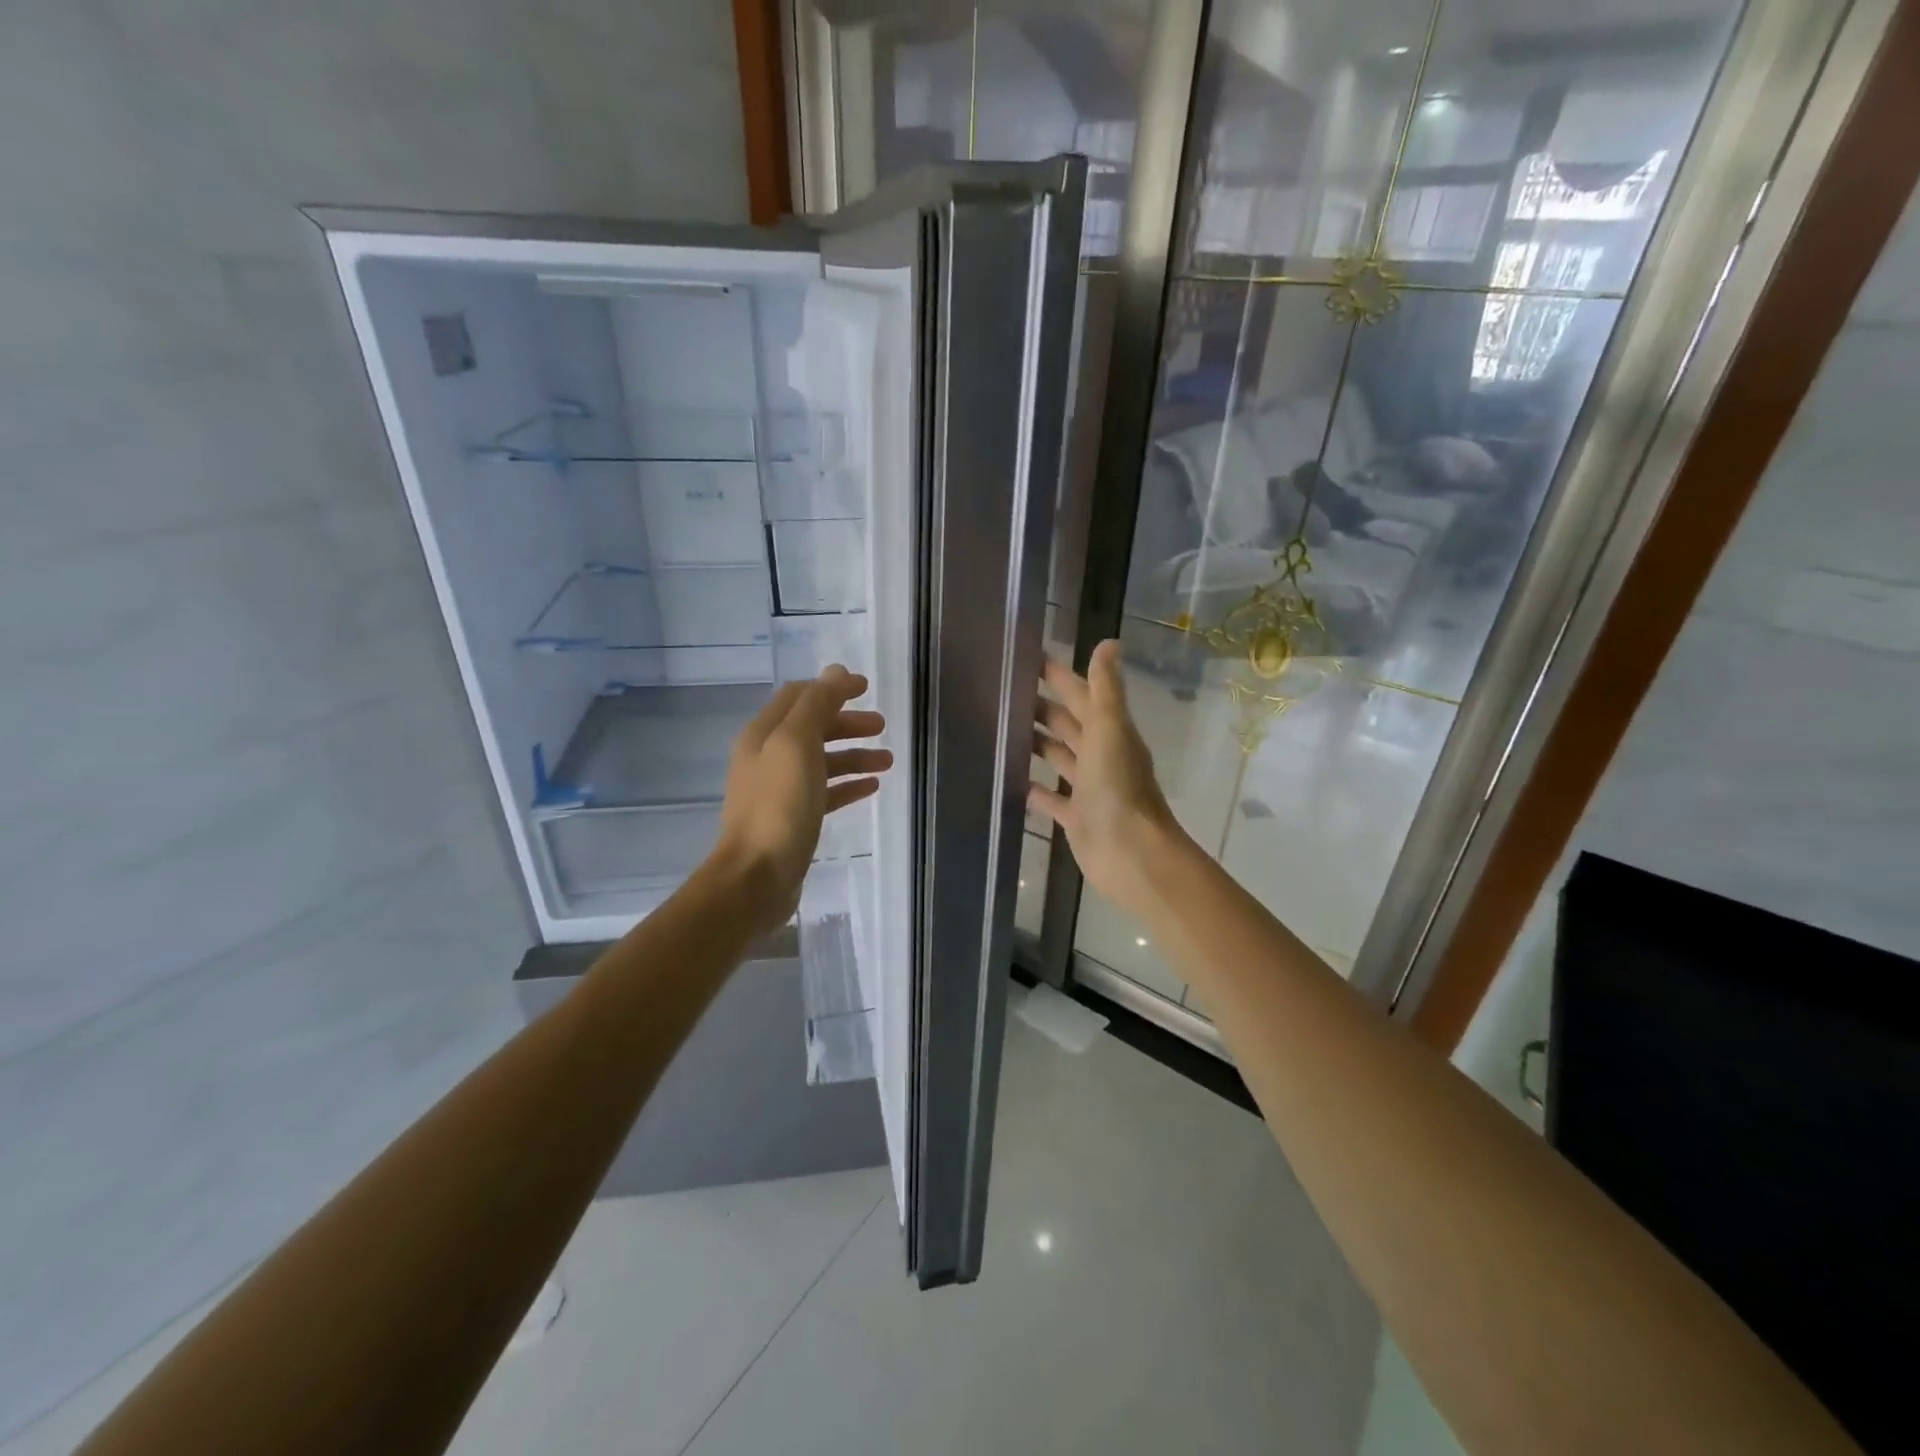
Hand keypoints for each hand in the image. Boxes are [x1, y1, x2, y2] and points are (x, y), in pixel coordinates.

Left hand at [712, 666, 890, 932]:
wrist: (755, 878)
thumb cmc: (778, 806)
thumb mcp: (797, 744)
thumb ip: (816, 704)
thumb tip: (836, 672)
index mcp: (763, 734)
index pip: (799, 696)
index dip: (832, 688)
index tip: (867, 688)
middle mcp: (768, 757)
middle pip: (812, 728)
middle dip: (847, 723)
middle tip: (882, 726)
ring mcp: (779, 791)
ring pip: (822, 761)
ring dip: (854, 755)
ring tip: (887, 761)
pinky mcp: (793, 819)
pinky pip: (825, 793)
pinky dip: (848, 785)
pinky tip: (872, 788)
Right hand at [1029, 639, 1187, 904]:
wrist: (1130, 854)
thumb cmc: (1118, 788)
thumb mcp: (1110, 730)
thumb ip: (1105, 689)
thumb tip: (1110, 642)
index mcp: (1110, 732)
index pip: (1081, 695)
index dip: (1059, 676)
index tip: (1029, 658)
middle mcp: (1101, 756)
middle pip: (1069, 724)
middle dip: (1043, 707)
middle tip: (1006, 692)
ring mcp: (1089, 788)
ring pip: (1060, 757)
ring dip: (1038, 743)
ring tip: (1004, 729)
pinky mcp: (1076, 818)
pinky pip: (1052, 799)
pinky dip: (1036, 789)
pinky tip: (1014, 781)